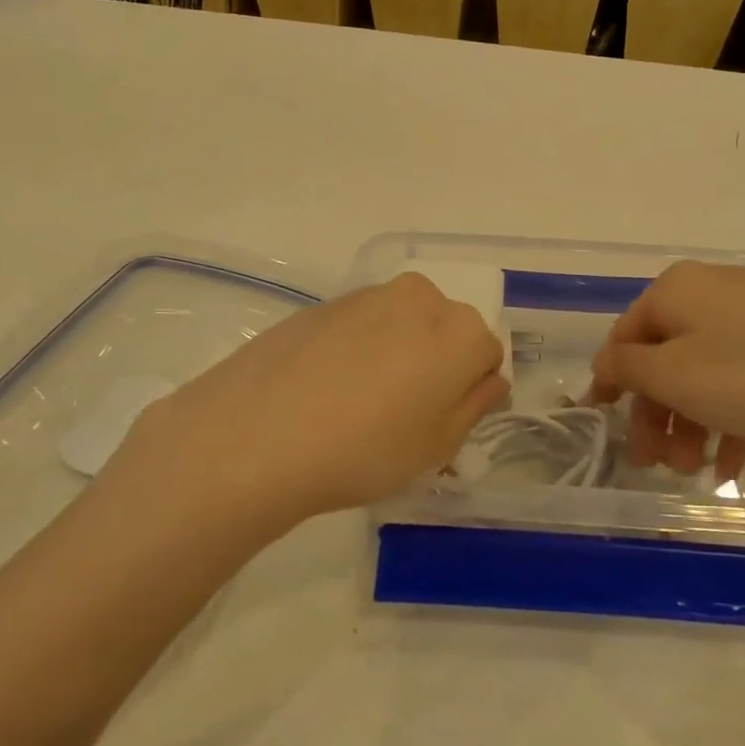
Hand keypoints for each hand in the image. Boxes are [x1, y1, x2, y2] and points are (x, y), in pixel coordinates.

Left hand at [111, 273, 508, 522]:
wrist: (256, 433)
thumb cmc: (364, 449)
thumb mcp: (437, 446)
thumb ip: (474, 405)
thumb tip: (488, 379)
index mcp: (460, 331)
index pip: (486, 355)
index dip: (467, 392)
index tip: (438, 423)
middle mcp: (420, 298)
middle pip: (445, 331)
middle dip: (434, 364)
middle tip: (401, 415)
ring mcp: (367, 295)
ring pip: (401, 324)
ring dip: (395, 353)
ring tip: (356, 404)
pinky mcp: (324, 303)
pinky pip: (360, 325)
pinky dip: (356, 349)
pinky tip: (324, 389)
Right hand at [590, 262, 744, 478]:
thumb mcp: (671, 375)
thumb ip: (624, 368)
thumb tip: (605, 363)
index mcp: (675, 289)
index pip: (625, 337)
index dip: (612, 384)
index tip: (608, 426)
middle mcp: (709, 292)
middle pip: (664, 358)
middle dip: (657, 415)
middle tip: (656, 463)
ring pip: (701, 373)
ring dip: (690, 424)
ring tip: (694, 471)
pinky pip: (738, 378)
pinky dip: (727, 419)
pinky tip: (729, 466)